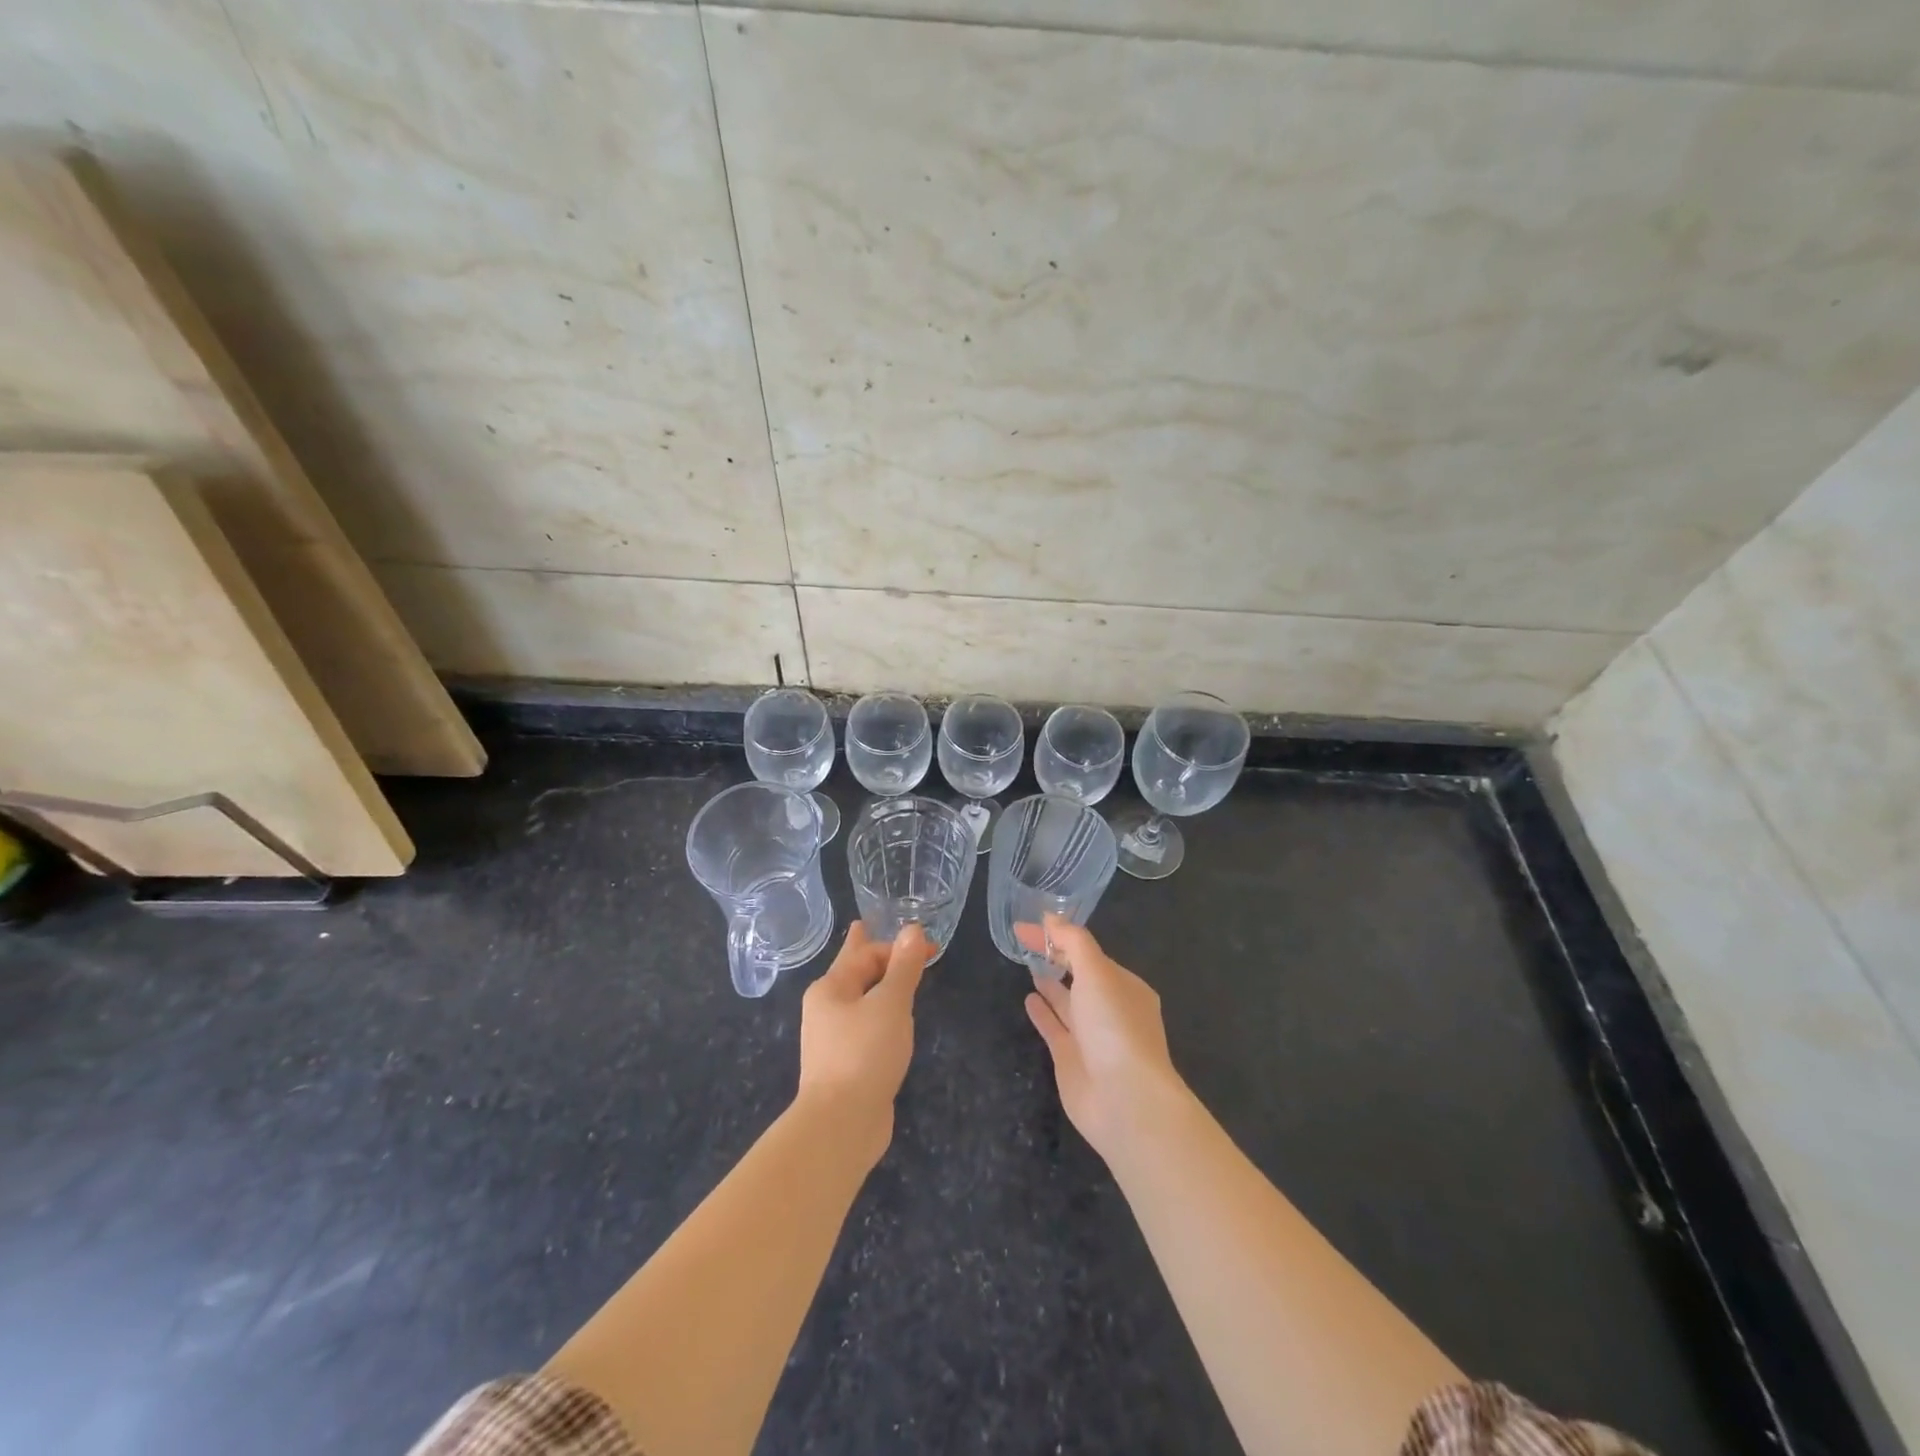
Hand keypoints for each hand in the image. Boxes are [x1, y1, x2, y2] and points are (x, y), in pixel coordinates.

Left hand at [798, 922, 930, 1161]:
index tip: (931, 948)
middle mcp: (826, 1009)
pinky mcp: (845, 1065)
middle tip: (866, 928)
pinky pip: (864, 1027)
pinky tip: (889, 1021)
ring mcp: (833, 1039)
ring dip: (875, 985)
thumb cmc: (864, 1053)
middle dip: (866, 954)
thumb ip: (904, 967)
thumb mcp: (891, 1004)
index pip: (866, 953)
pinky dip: (878, 1015)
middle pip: (853, 972)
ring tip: (887, 973)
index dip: (898, 946)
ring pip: (858, 1000)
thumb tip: (913, 929)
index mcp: (831, 988)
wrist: (841, 1125)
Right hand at [1018, 915, 1189, 1163]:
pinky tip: (1028, 998)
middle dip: (1058, 958)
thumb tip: (1050, 916)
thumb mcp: (1097, 972)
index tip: (1028, 926)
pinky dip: (1042, 1012)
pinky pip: (1054, 1028)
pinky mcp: (1072, 1060)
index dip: (1060, 937)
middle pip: (1080, 976)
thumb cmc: (1115, 1027)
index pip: (1089, 954)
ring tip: (1027, 964)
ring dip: (1050, 984)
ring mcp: (1091, 1037)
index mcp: (1125, 986)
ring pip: (1067, 1003)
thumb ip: (1073, 942)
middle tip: (1024, 940)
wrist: (1124, 1100)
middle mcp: (1110, 1010)